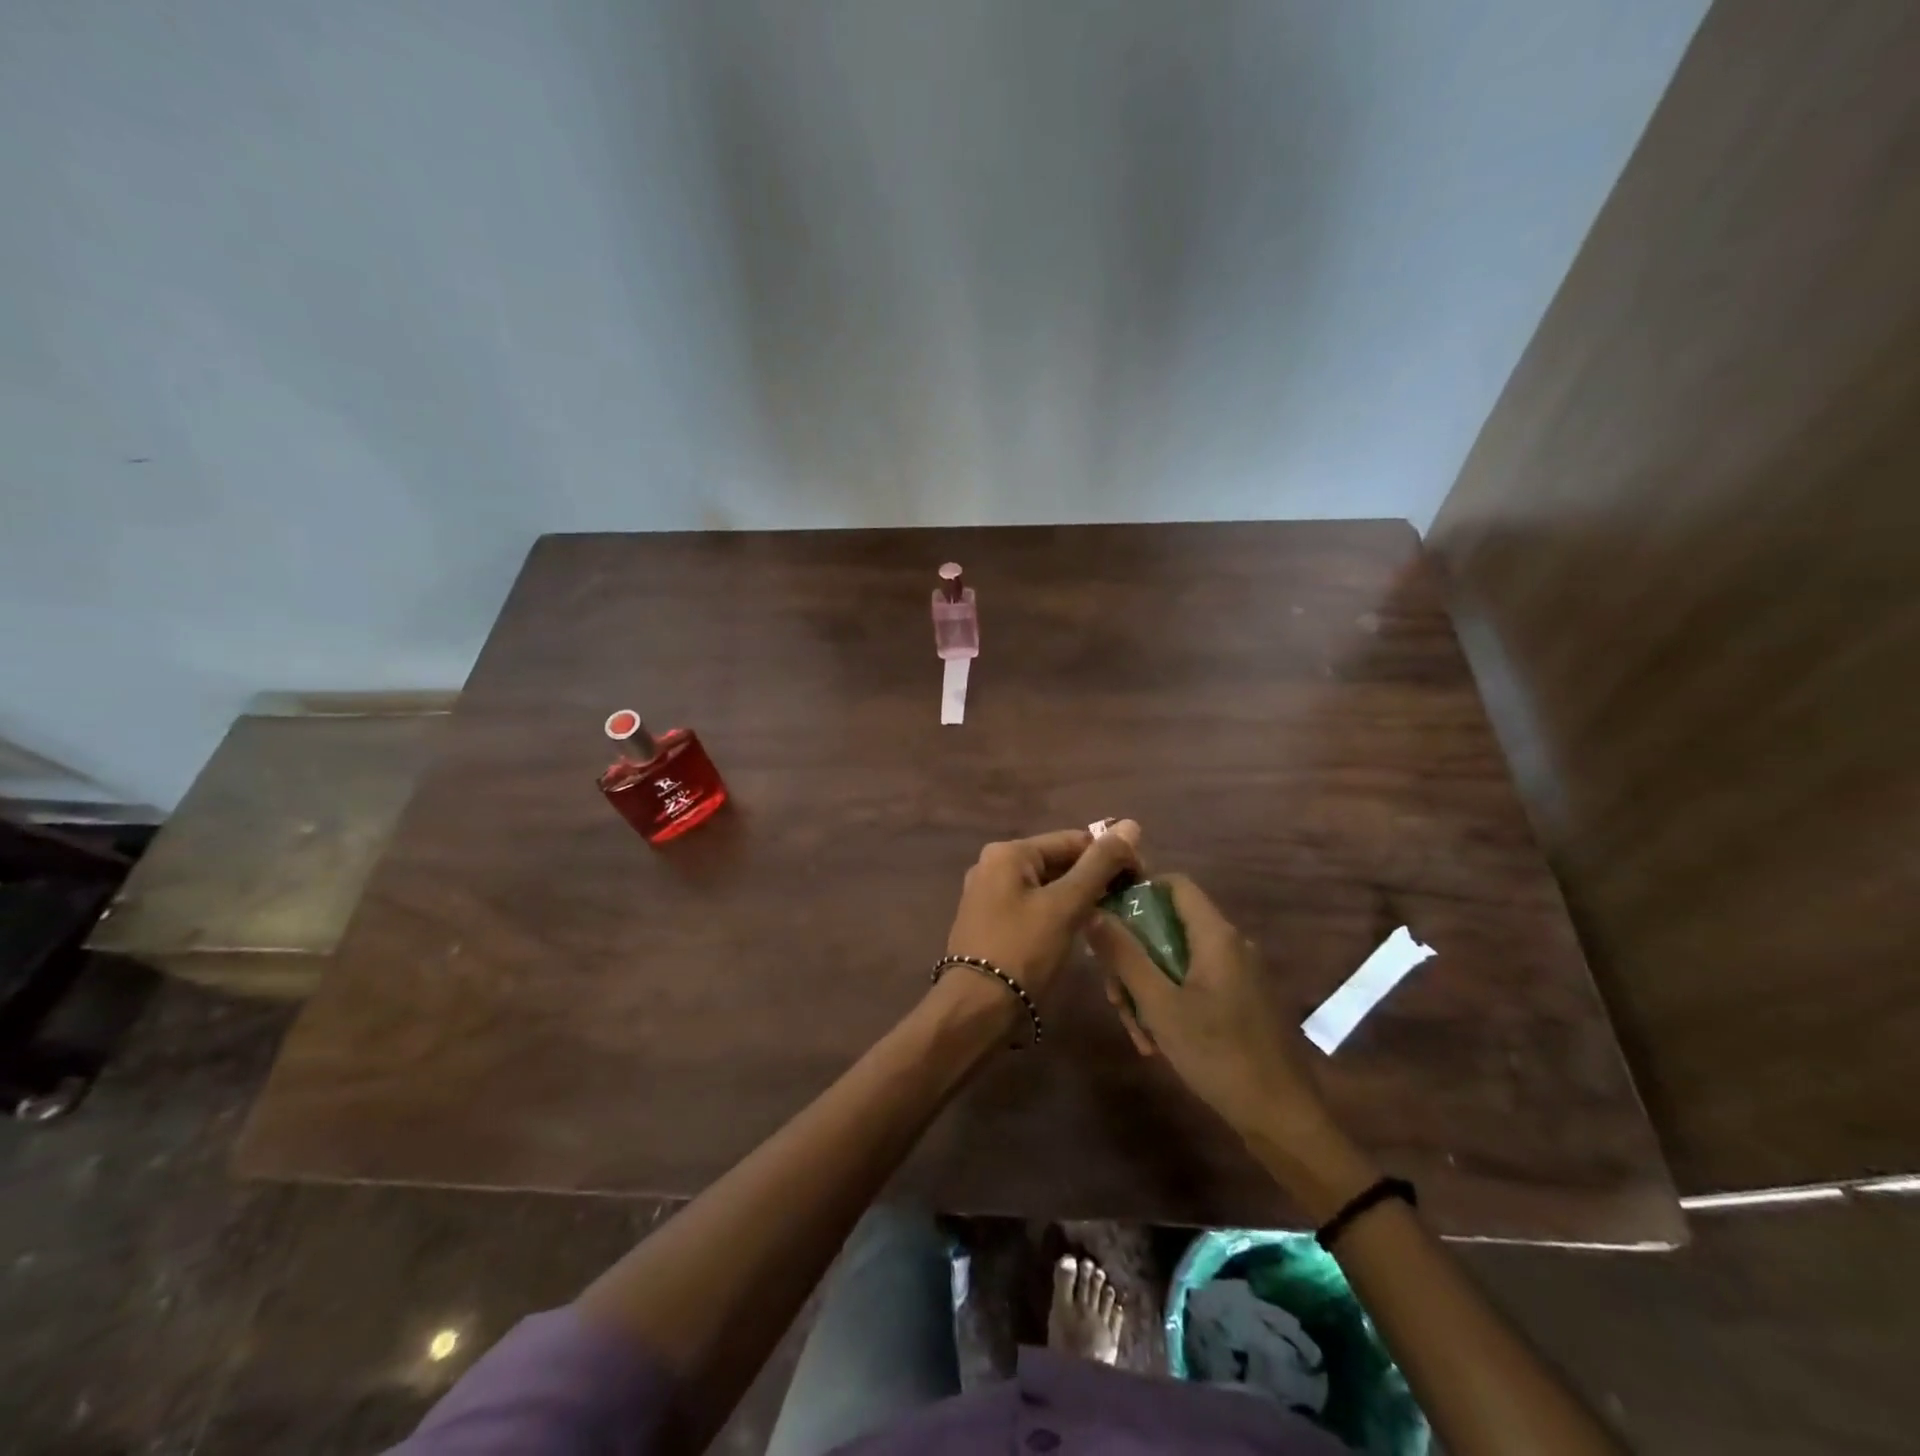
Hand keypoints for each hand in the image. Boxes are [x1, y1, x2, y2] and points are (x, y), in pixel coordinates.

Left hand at [944, 821, 1142, 1000]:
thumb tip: (1131, 824)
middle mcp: (993, 865)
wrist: (976, 1009)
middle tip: (1128, 901)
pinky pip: (1033, 905)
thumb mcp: (1066, 905)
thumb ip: (1099, 865)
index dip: (1110, 856)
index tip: (1140, 880)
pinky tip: (1079, 930)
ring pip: (1046, 885)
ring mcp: (988, 894)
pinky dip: (1057, 912)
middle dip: (1094, 877)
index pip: (1073, 840)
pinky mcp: (990, 921)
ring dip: (1078, 897)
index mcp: (1008, 852)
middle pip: (1058, 861)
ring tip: (1109, 916)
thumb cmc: (1023, 950)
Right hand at [1088, 873, 1333, 1144]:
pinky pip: (1195, 984)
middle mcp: (1230, 944)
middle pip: (1169, 928)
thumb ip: (1124, 955)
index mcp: (1216, 935)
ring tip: (1137, 1033)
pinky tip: (1158, 1042)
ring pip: (1177, 961)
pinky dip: (1171, 1003)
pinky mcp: (1241, 1000)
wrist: (1281, 1118)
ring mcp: (1238, 974)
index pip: (1175, 884)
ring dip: (1149, 989)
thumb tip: (1094, 911)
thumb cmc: (1217, 1054)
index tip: (1107, 920)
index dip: (1138, 892)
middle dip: (1134, 959)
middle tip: (1115, 998)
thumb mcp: (1159, 1005)